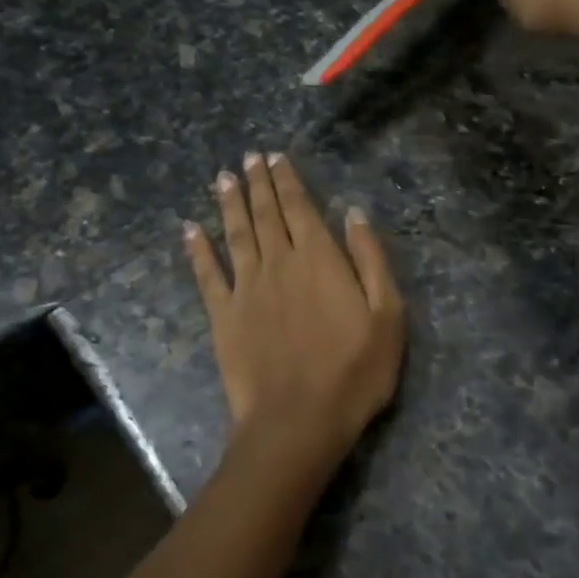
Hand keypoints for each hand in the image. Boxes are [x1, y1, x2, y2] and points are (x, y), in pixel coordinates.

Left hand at [184, 152, 405, 478]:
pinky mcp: (223, 316)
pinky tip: (190, 230)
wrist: (299, 420)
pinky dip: (198, 250)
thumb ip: (370, 260)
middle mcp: (279, 263)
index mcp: (320, 260)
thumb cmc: (355, 371)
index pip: (301, 208)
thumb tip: (354, 214)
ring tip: (223, 178)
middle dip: (258, 183)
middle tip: (249, 158)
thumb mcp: (388, 315)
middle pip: (266, 214)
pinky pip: (207, 275)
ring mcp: (247, 289)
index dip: (288, 181)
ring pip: (236, 235)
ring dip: (229, 205)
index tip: (276, 157)